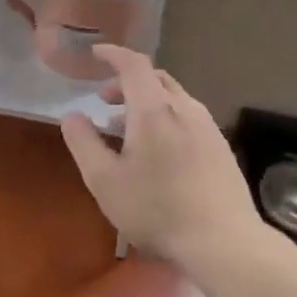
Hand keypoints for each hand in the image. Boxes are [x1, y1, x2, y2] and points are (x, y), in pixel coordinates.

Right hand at [59, 46, 259, 272]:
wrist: (224, 242)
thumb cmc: (157, 210)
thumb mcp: (105, 180)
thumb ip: (84, 143)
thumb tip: (72, 115)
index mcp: (154, 109)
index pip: (134, 64)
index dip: (113, 54)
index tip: (95, 54)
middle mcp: (185, 108)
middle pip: (155, 79)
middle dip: (126, 82)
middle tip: (104, 101)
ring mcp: (208, 128)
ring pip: (174, 99)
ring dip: (146, 103)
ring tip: (126, 129)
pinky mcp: (221, 148)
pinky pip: (188, 118)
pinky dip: (166, 118)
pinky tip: (159, 151)